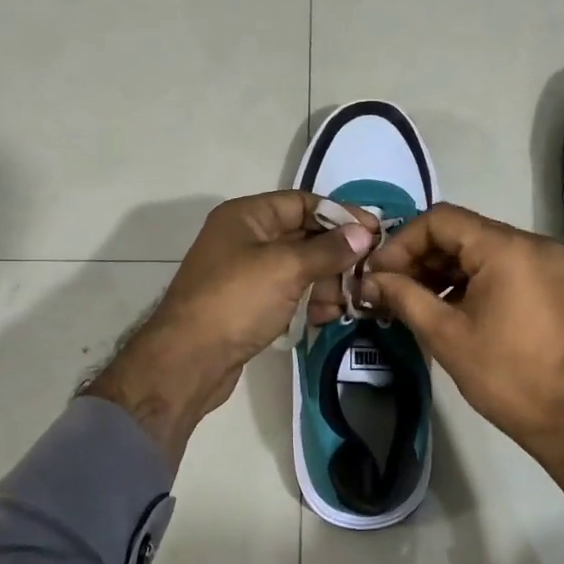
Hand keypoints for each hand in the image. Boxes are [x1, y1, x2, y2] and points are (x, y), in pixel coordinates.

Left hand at [86, 192, 377, 464]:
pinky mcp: (249, 305)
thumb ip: (328, 249)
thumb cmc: (236, 301)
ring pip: (298, 268)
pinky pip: (288, 293)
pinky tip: (329, 316)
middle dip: (337, 254)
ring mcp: (245, 273)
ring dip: (327, 281)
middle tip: (369, 272)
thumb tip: (364, 233)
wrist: (188, 361)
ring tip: (352, 301)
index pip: (302, 203)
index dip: (340, 215)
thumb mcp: (286, 268)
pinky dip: (309, 300)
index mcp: (246, 216)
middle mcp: (244, 238)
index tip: (375, 232)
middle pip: (303, 235)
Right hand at [365, 203, 563, 550]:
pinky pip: (501, 268)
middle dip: (419, 257)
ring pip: (479, 251)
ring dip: (442, 271)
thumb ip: (404, 296)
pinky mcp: (552, 284)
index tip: (378, 274)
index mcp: (506, 248)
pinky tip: (445, 308)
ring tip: (410, 301)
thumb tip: (370, 280)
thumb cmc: (507, 376)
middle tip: (388, 290)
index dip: (401, 243)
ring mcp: (546, 264)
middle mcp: (531, 243)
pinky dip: (469, 281)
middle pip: (460, 232)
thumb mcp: (446, 335)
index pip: (440, 220)